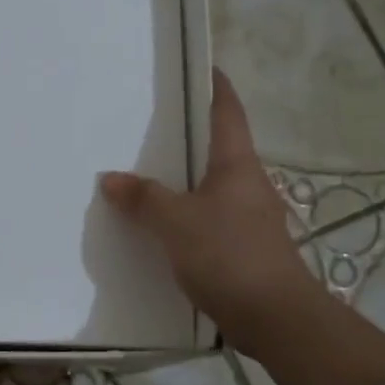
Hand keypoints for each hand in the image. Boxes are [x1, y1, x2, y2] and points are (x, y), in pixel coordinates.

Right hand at [100, 69, 320, 354]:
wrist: (274, 317)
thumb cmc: (228, 255)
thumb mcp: (176, 223)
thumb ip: (143, 199)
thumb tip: (110, 179)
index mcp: (237, 165)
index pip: (228, 113)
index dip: (216, 87)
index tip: (203, 67)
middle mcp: (248, 184)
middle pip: (219, 148)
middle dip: (191, 135)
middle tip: (152, 125)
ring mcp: (250, 217)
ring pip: (213, 186)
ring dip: (186, 178)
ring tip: (148, 174)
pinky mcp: (245, 247)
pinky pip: (210, 217)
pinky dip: (187, 213)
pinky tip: (163, 225)